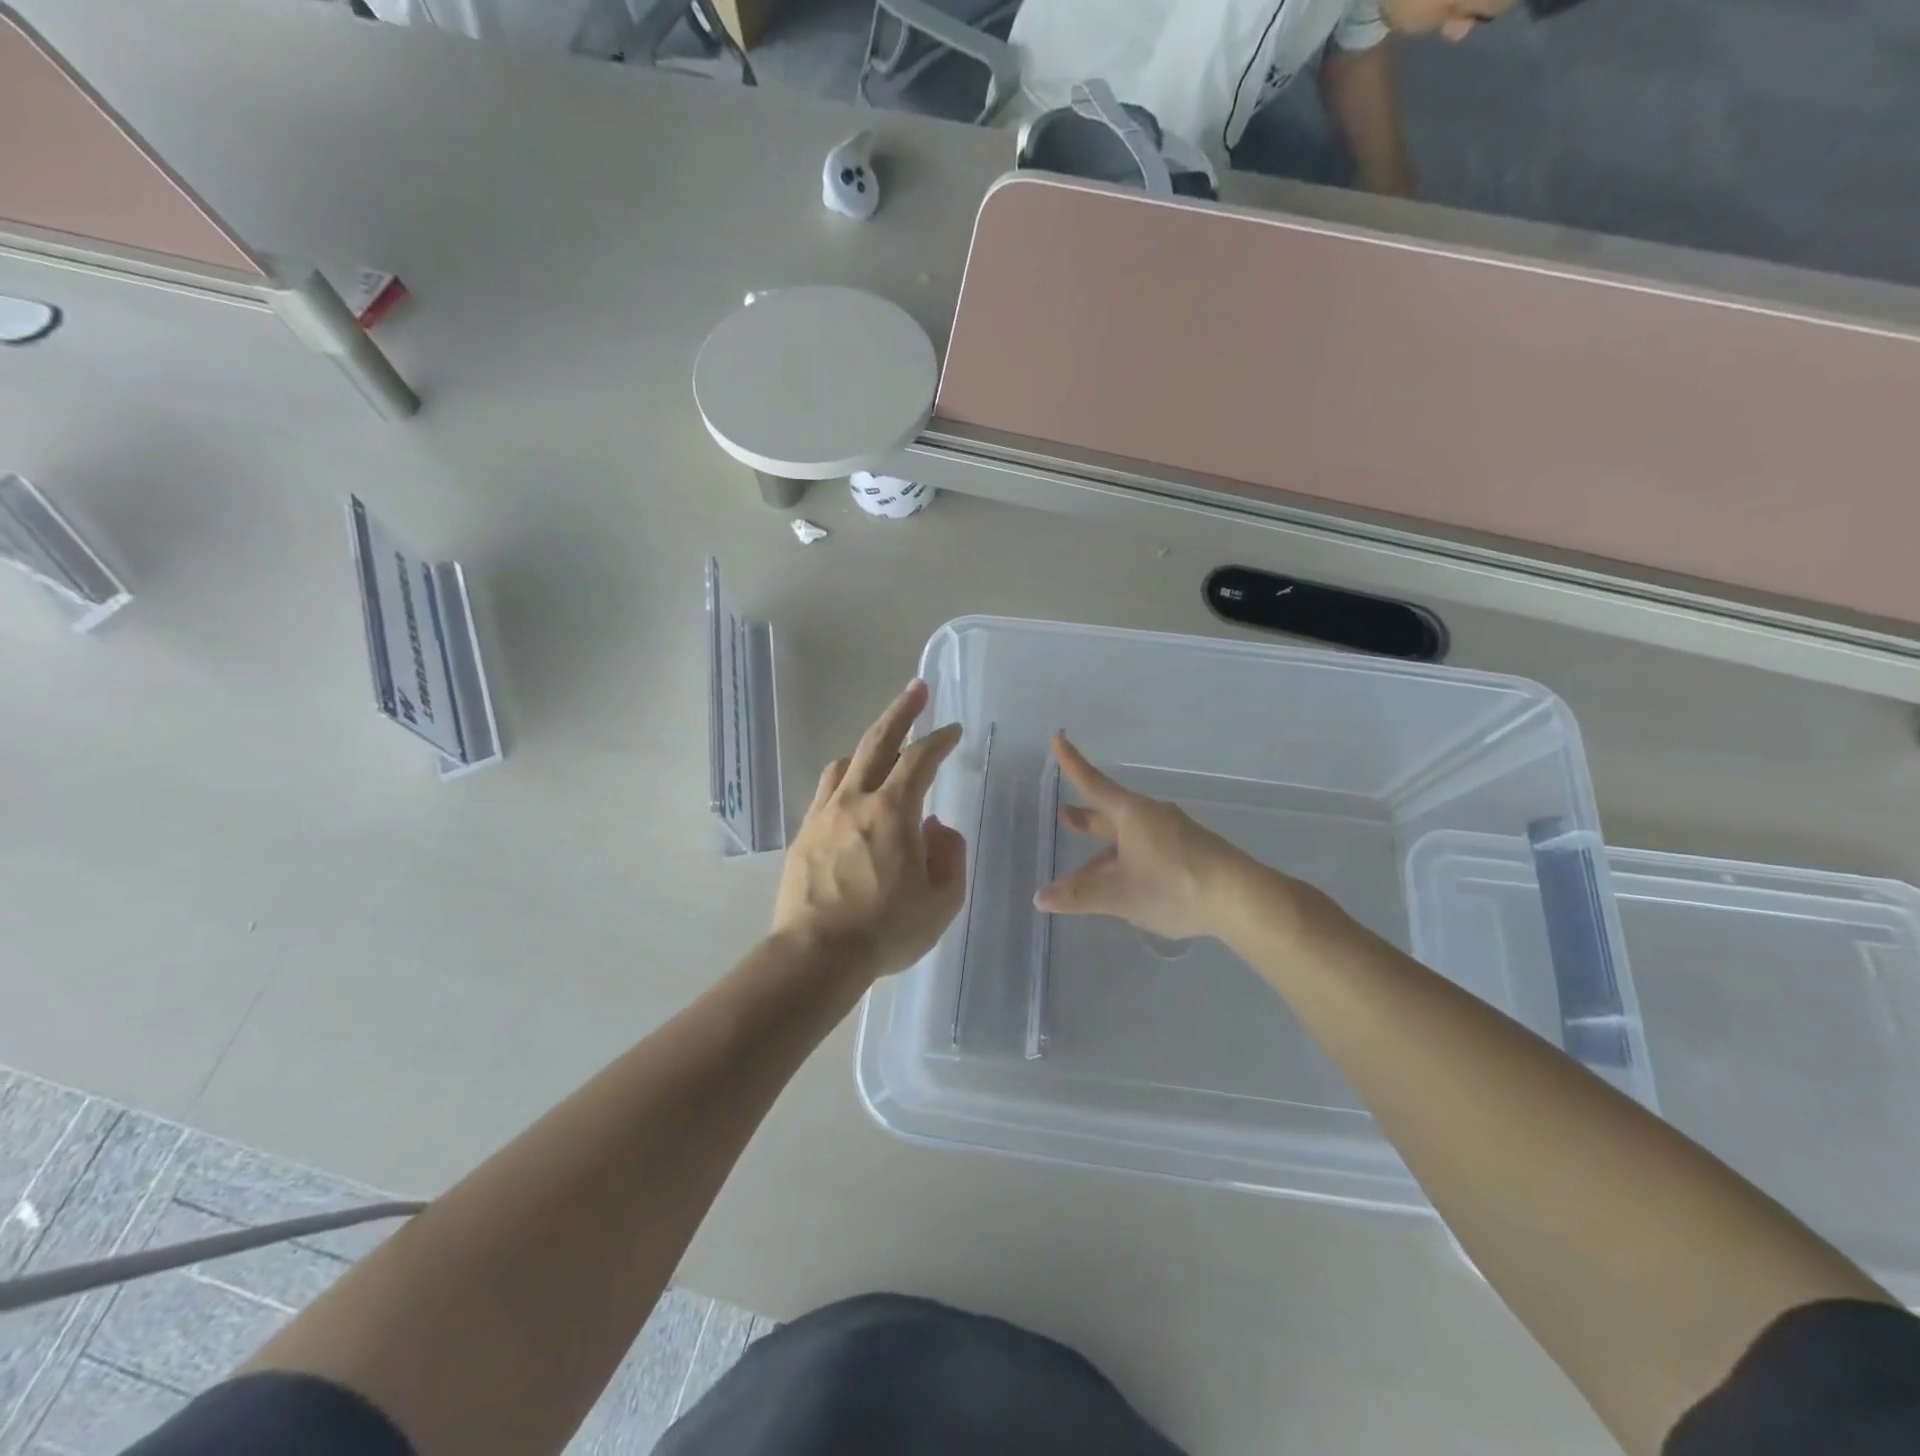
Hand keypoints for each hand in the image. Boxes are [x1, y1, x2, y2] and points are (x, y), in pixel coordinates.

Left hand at [772, 681, 966, 981]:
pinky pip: (827, 792)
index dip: (940, 740)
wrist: (817, 955)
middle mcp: (856, 800)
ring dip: (869, 748)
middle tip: (917, 690)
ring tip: (884, 751)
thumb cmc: (886, 930)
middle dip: (902, 711)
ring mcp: (824, 815)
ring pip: (846, 763)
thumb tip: (937, 828)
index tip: (953, 730)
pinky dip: (845, 780)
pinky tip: (852, 795)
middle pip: (878, 740)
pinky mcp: (804, 834)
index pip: (921, 759)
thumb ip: (950, 856)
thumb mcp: (941, 901)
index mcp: (893, 811)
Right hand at [1035, 732, 1292, 942]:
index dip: (1071, 762)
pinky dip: (1127, 860)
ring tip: (1086, 869)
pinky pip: (1147, 849)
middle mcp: (1150, 816)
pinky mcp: (1189, 851)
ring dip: (1106, 849)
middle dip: (1086, 816)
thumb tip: (1041, 897)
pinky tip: (1126, 884)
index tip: (1057, 737)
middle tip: (1064, 813)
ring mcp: (1173, 833)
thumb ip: (1079, 896)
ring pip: (1128, 837)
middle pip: (1109, 812)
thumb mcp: (1120, 895)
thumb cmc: (1174, 886)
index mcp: (1130, 814)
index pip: (1092, 783)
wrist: (1241, 899)